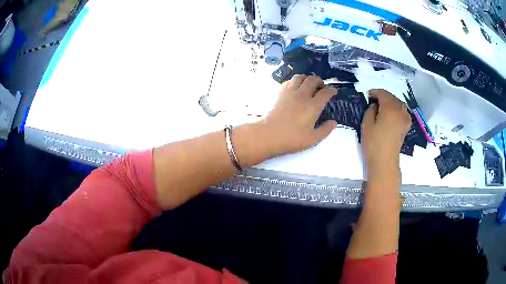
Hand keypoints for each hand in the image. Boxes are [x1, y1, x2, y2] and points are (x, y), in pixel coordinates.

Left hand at [258, 75, 337, 156]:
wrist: (269, 135)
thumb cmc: (292, 139)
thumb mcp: (312, 139)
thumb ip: (325, 130)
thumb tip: (334, 122)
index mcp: (313, 106)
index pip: (325, 93)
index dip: (331, 91)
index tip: (334, 91)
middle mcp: (302, 95)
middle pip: (312, 80)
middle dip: (320, 81)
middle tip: (322, 87)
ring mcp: (290, 93)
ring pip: (299, 77)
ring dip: (306, 78)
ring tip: (309, 84)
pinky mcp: (280, 94)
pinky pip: (289, 82)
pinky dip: (294, 81)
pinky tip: (295, 87)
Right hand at [361, 90, 411, 186]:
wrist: (384, 162)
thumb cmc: (373, 143)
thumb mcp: (366, 124)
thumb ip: (370, 111)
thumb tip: (375, 106)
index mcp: (389, 109)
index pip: (383, 94)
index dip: (376, 92)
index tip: (368, 95)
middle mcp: (399, 111)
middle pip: (393, 98)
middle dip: (384, 96)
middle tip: (375, 100)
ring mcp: (405, 119)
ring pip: (400, 104)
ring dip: (392, 101)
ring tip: (384, 106)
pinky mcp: (406, 127)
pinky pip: (404, 112)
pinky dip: (399, 109)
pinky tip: (395, 113)